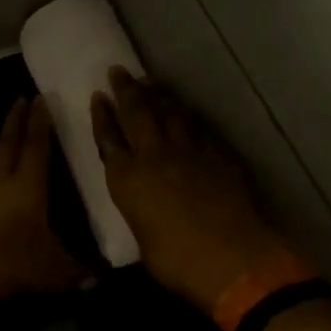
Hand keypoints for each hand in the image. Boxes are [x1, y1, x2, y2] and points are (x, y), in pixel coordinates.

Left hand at [0, 97, 86, 310]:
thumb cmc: (7, 264)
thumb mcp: (50, 272)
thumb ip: (75, 271)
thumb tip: (98, 277)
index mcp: (27, 188)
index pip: (36, 147)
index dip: (40, 123)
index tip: (41, 99)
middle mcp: (2, 183)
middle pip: (9, 143)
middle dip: (17, 120)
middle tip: (22, 98)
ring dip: (6, 142)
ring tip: (14, 134)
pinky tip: (2, 178)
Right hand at [90, 68, 308, 312]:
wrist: (232, 257)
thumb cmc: (177, 260)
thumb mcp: (143, 236)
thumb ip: (140, 210)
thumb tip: (147, 206)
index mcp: (126, 178)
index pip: (108, 138)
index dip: (102, 116)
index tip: (98, 96)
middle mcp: (153, 155)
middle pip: (137, 113)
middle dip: (126, 90)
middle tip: (119, 70)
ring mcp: (189, 150)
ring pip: (170, 112)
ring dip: (158, 94)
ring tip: (150, 81)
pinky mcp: (219, 153)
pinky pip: (198, 126)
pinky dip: (187, 115)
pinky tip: (185, 110)